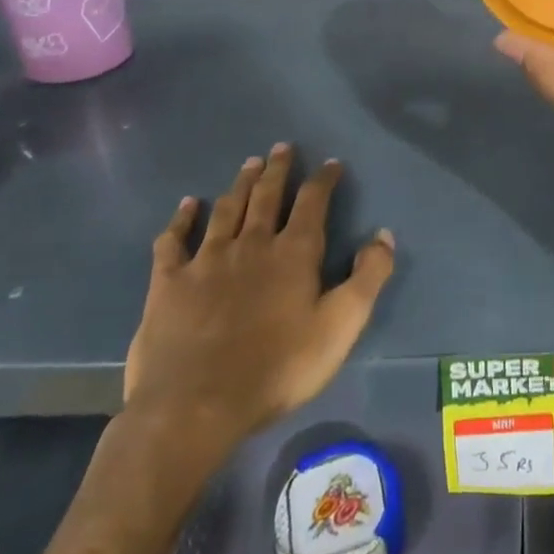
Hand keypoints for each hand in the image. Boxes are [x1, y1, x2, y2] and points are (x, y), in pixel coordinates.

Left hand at [123, 145, 396, 469]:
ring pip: (227, 210)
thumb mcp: (340, 327)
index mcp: (293, 253)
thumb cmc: (277, 369)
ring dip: (240, 184)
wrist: (195, 406)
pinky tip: (186, 205)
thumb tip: (384, 234)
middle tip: (282, 147)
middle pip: (267, 196)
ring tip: (249, 164)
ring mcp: (206, 260)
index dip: (324, 180)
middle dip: (278, 170)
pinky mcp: (169, 282)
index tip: (331, 163)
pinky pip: (173, 241)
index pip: (313, 203)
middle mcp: (251, 244)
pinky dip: (181, 220)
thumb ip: (367, 277)